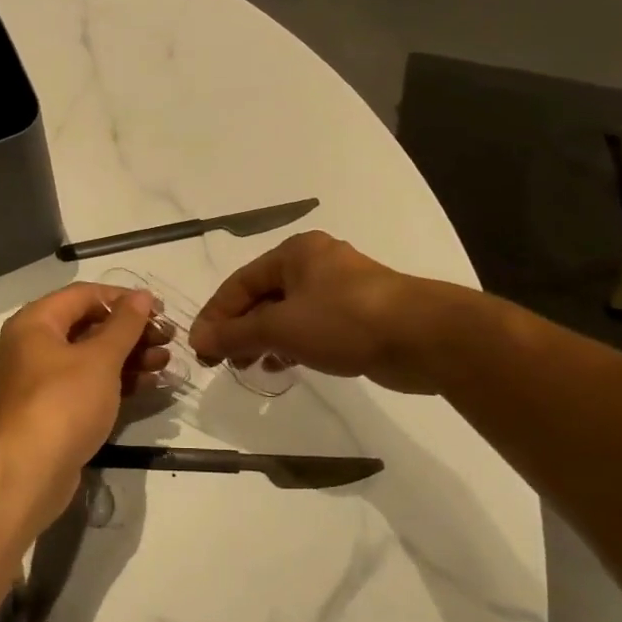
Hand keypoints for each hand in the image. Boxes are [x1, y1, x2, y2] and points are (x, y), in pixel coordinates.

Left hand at [0, 283, 171, 524]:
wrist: (27, 473)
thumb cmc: (63, 402)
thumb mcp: (100, 359)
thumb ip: (124, 325)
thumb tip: (142, 296)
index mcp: (36, 323)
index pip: (84, 295)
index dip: (122, 298)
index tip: (158, 309)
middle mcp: (34, 346)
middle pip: (88, 326)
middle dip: (131, 331)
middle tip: (168, 338)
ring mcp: (43, 381)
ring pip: (92, 358)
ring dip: (130, 357)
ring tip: (167, 362)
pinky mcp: (55, 411)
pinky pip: (90, 385)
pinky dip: (118, 381)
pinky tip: (151, 384)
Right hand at [190, 231, 451, 392]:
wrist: (424, 336)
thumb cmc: (344, 320)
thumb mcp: (282, 327)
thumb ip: (236, 334)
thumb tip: (198, 340)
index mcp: (294, 253)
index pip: (239, 283)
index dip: (215, 316)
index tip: (199, 348)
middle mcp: (314, 264)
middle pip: (262, 297)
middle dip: (239, 330)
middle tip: (221, 362)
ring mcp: (339, 289)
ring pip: (287, 314)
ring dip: (263, 340)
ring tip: (250, 367)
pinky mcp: (357, 315)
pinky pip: (311, 326)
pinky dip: (292, 344)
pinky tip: (284, 365)